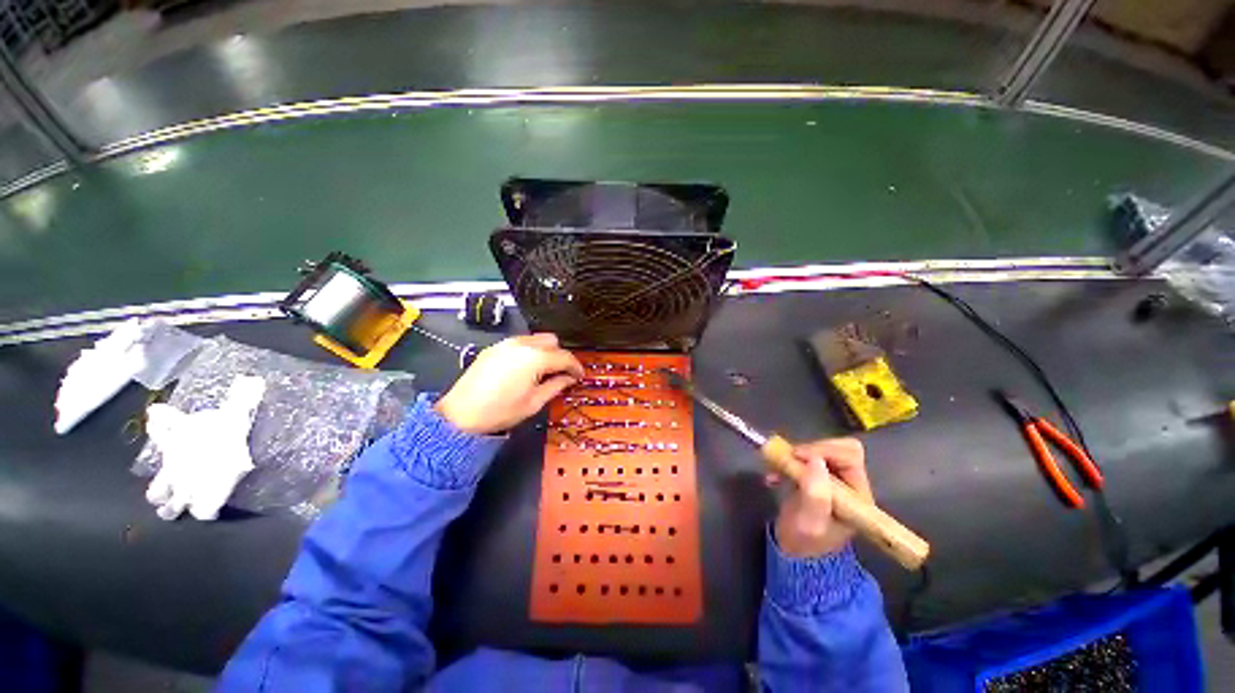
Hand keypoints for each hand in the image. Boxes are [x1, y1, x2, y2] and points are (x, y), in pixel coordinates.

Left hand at [436, 334, 583, 434]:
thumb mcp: (534, 402)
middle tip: (562, 373)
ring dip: (546, 351)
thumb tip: (569, 378)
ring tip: (544, 371)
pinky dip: (530, 351)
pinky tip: (526, 368)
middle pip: (552, 341)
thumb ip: (556, 385)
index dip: (575, 367)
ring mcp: (506, 343)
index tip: (579, 376)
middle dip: (560, 355)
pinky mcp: (495, 347)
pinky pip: (521, 343)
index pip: (564, 357)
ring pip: (536, 339)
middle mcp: (522, 344)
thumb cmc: (501, 411)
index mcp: (535, 358)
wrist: (460, 414)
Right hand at [771, 438, 871, 557]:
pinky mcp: (814, 477)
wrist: (795, 554)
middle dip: (809, 450)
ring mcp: (832, 480)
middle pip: (837, 449)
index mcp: (857, 495)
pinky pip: (803, 459)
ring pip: (818, 451)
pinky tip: (773, 476)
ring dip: (794, 456)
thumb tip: (815, 461)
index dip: (824, 450)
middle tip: (788, 459)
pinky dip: (786, 462)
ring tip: (775, 470)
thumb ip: (816, 494)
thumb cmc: (806, 542)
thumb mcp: (811, 522)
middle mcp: (848, 483)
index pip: (850, 457)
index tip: (798, 456)